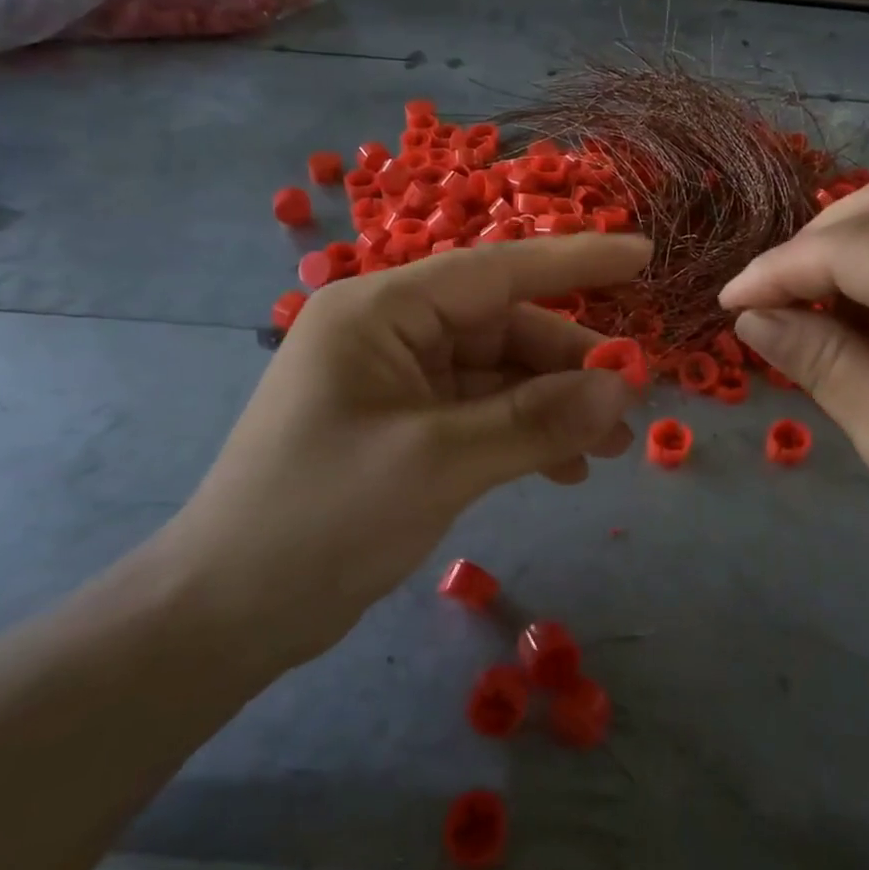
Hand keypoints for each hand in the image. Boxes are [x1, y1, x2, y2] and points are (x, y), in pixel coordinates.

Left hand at [156, 235, 651, 670]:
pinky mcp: (406, 426)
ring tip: (610, 446)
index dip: (576, 261)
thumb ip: (536, 420)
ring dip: (555, 405)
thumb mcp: (438, 463)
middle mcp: (391, 333)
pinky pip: (483, 413)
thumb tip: (625, 387)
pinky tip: (565, 468)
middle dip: (570, 364)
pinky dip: (525, 433)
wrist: (226, 615)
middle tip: (631, 402)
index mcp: (381, 311)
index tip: (642, 254)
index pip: (497, 270)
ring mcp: (398, 382)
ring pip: (500, 374)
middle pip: (504, 328)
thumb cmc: (320, 518)